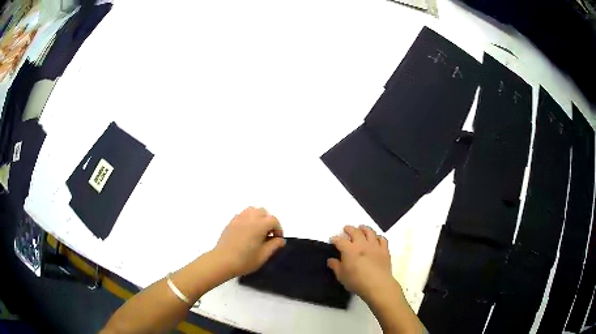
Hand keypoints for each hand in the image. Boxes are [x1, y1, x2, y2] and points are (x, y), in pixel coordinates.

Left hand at [214, 207, 284, 276]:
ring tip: (257, 231)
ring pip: (252, 210)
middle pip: (263, 212)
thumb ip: (274, 245)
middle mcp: (249, 218)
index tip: (277, 240)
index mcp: (259, 225)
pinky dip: (248, 219)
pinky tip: (247, 232)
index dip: (278, 229)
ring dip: (258, 218)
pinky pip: (242, 215)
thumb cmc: (245, 260)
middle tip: (268, 235)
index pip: (273, 220)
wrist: (222, 261)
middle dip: (268, 221)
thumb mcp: (263, 255)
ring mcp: (238, 219)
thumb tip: (280, 240)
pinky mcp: (230, 223)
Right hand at [328, 225, 397, 302]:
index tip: (332, 239)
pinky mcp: (384, 250)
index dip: (335, 239)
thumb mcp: (341, 276)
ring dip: (364, 229)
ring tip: (362, 228)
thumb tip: (331, 260)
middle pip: (355, 231)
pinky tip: (376, 239)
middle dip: (349, 229)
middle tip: (346, 229)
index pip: (340, 240)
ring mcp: (374, 246)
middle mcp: (362, 244)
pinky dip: (378, 237)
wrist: (377, 284)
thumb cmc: (356, 281)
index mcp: (349, 250)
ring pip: (370, 232)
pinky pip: (382, 239)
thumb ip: (335, 266)